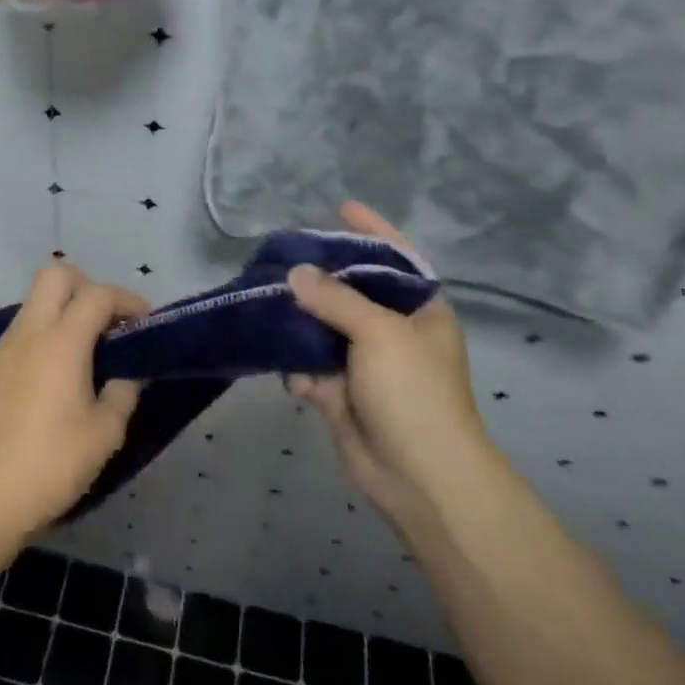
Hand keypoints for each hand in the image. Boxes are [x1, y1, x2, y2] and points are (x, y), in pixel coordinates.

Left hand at [0, 264, 147, 539]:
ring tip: (81, 352)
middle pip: (55, 275)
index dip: (126, 299)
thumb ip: (124, 391)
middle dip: (86, 286)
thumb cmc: (54, 463)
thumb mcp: (106, 432)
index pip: (97, 294)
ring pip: (33, 303)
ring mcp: (1, 348)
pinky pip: (18, 334)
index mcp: (61, 342)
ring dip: (61, 312)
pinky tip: (48, 379)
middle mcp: (28, 332)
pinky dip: (40, 339)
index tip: (143, 322)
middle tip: (105, 321)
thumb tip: (129, 372)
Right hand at [287, 202, 489, 525]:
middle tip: (282, 253)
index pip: (396, 258)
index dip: (372, 231)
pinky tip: (291, 373)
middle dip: (319, 275)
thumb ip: (336, 298)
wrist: (419, 478)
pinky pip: (310, 366)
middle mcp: (392, 331)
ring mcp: (365, 363)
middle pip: (351, 290)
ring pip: (323, 328)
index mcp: (420, 311)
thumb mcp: (379, 333)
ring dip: (298, 321)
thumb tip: (297, 273)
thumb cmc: (413, 393)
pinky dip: (298, 368)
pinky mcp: (340, 393)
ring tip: (265, 300)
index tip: (342, 207)